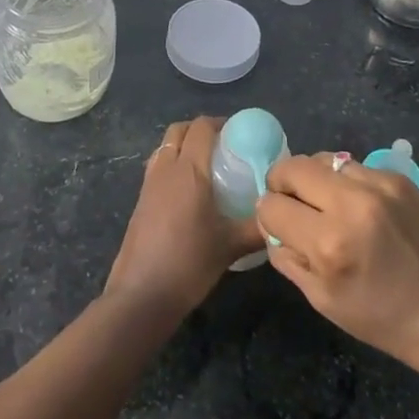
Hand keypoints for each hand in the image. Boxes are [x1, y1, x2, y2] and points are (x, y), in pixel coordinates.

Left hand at [104, 117, 264, 317]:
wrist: (141, 295)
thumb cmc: (189, 263)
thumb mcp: (230, 246)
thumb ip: (257, 228)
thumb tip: (278, 217)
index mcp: (189, 170)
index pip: (202, 127)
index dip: (220, 123)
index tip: (240, 134)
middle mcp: (166, 168)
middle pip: (179, 130)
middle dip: (200, 130)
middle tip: (223, 146)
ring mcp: (149, 184)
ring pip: (165, 147)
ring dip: (183, 146)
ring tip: (206, 166)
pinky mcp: (140, 201)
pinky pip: (157, 167)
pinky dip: (172, 165)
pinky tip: (188, 192)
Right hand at [257, 153, 418, 401]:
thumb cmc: (388, 323)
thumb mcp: (325, 303)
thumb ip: (289, 258)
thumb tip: (273, 226)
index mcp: (329, 243)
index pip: (272, 206)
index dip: (269, 217)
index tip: (279, 227)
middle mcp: (350, 202)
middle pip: (291, 167)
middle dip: (282, 185)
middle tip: (293, 206)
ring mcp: (377, 184)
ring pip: (321, 159)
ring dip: (314, 179)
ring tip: (327, 205)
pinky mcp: (398, 177)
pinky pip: (353, 165)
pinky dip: (345, 181)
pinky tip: (359, 208)